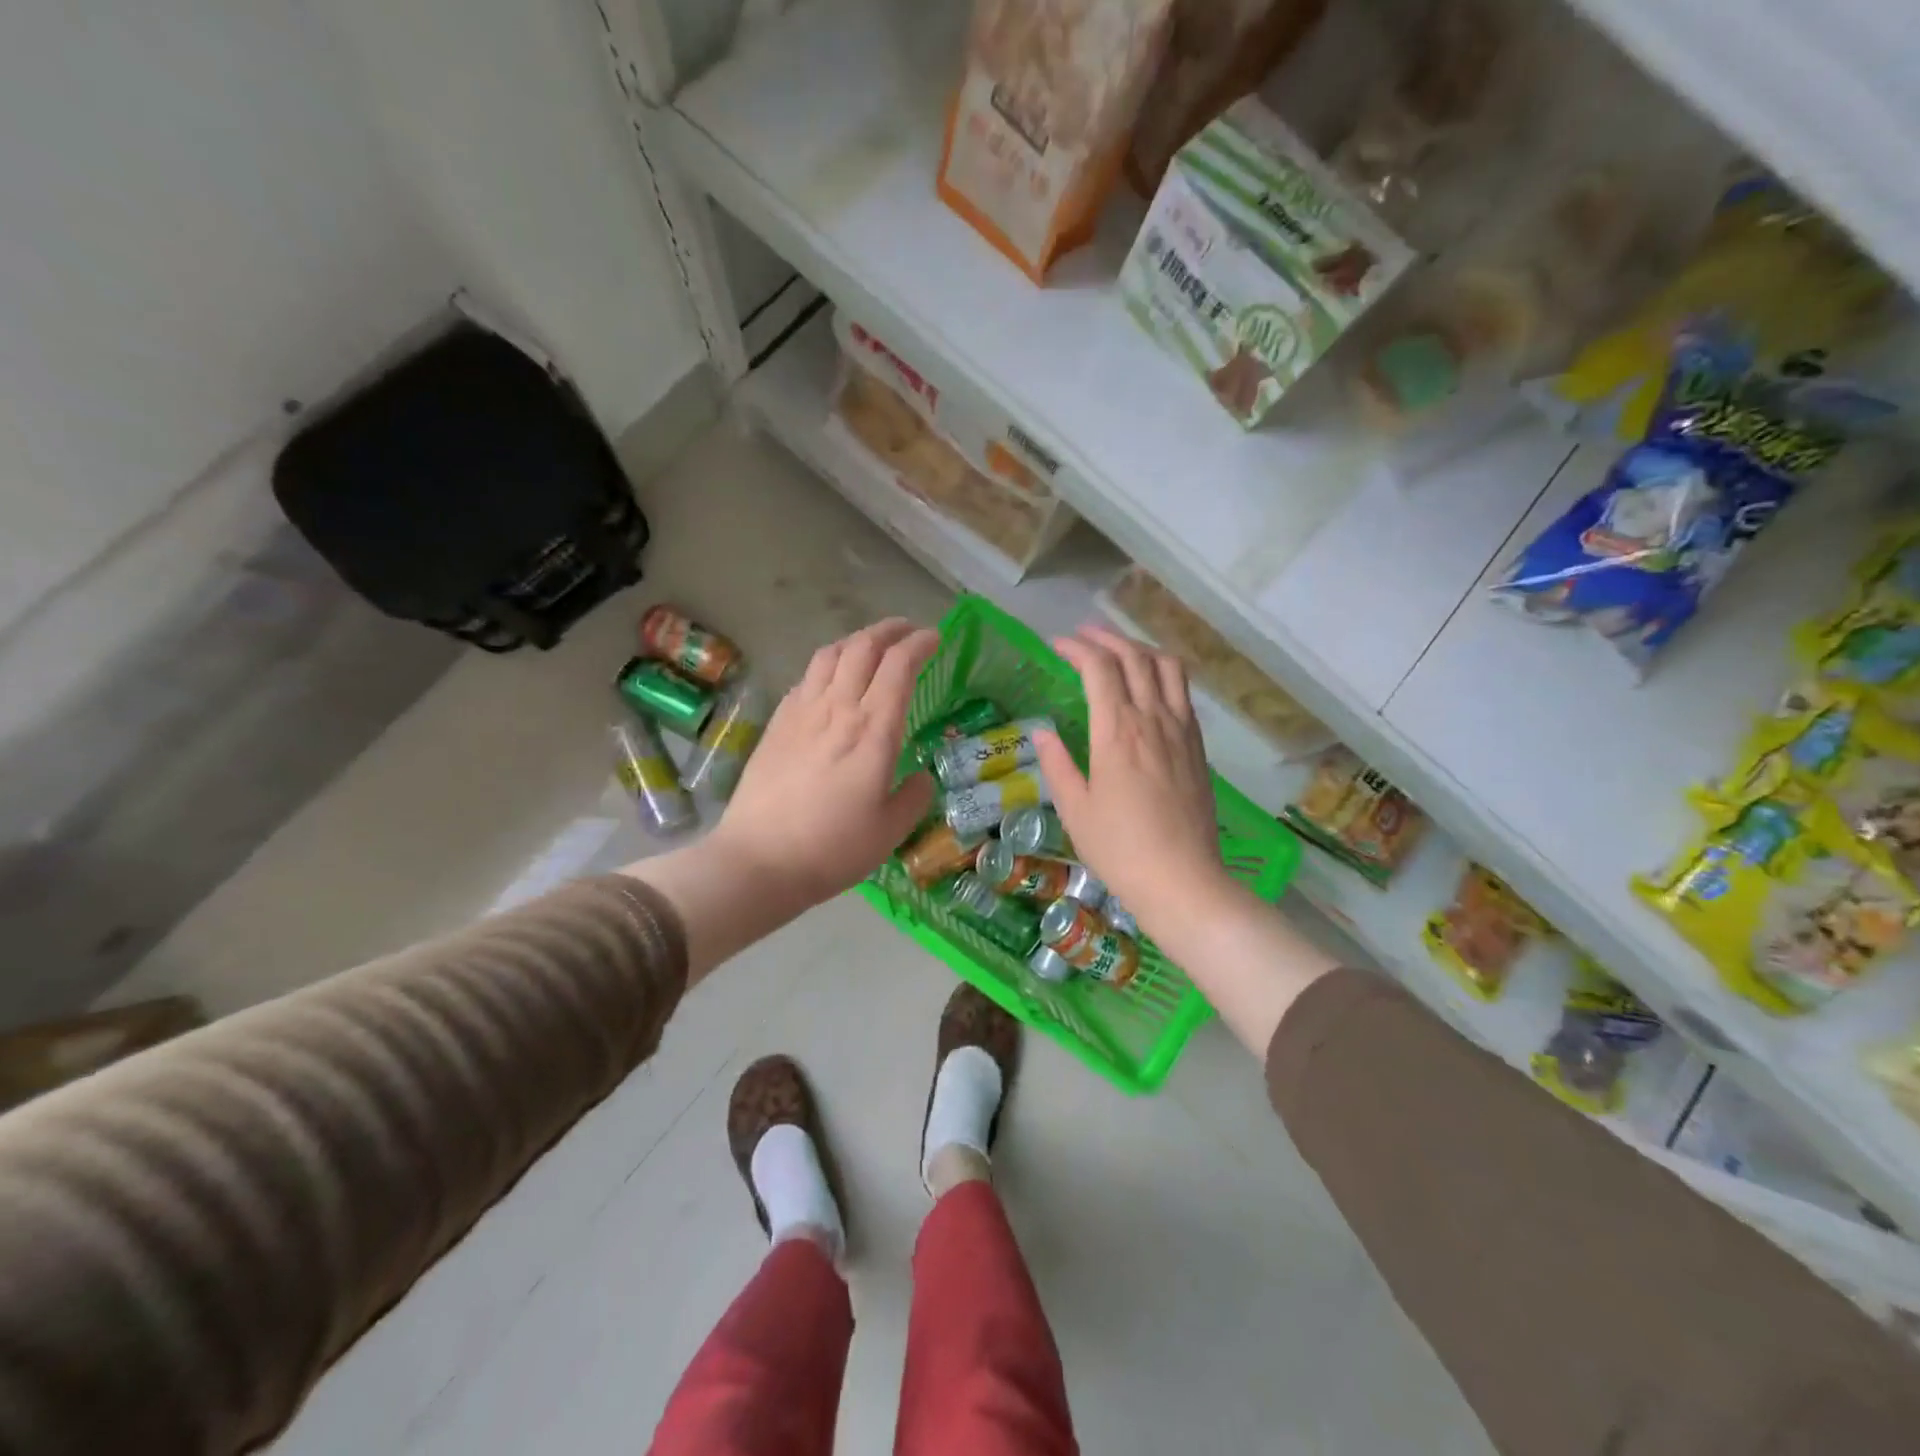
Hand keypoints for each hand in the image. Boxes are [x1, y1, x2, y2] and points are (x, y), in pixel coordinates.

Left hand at [710, 618, 935, 909]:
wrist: (759, 859)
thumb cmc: (833, 848)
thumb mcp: (890, 831)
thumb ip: (914, 797)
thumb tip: (921, 778)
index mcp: (873, 731)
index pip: (899, 666)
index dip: (919, 644)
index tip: (933, 638)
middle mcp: (838, 708)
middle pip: (863, 647)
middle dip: (889, 630)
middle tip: (907, 631)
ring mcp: (802, 712)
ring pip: (830, 654)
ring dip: (855, 640)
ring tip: (870, 646)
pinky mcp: (777, 723)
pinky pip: (805, 678)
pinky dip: (826, 665)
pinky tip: (830, 680)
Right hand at [1033, 626, 1234, 933]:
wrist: (1181, 879)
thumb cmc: (1119, 848)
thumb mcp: (1075, 809)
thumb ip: (1058, 764)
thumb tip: (1043, 733)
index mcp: (1118, 731)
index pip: (1099, 668)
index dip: (1076, 648)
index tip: (1056, 645)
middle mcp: (1153, 719)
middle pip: (1134, 658)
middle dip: (1106, 638)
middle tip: (1083, 636)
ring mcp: (1181, 730)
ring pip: (1167, 667)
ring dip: (1140, 649)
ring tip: (1119, 651)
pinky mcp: (1198, 746)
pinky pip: (1183, 693)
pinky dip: (1164, 674)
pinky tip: (1150, 687)